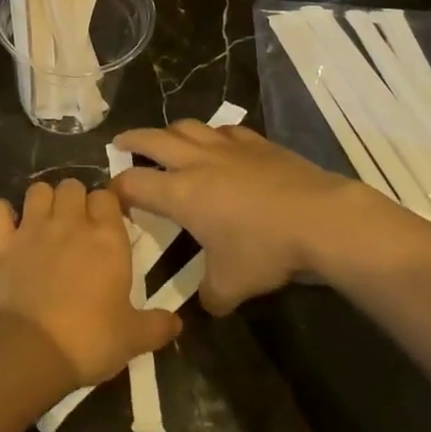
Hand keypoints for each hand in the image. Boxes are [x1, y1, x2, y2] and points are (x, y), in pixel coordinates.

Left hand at [0, 179, 181, 388]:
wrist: (33, 352)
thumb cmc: (89, 341)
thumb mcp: (133, 338)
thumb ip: (157, 326)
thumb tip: (177, 323)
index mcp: (106, 238)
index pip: (107, 197)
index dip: (106, 207)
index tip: (106, 226)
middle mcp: (70, 222)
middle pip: (72, 186)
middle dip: (74, 199)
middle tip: (76, 226)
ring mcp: (33, 228)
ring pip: (37, 189)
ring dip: (42, 201)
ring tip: (45, 223)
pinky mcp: (2, 242)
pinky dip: (0, 214)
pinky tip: (7, 229)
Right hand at [109, 121, 357, 314]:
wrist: (319, 218)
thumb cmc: (265, 250)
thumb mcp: (232, 286)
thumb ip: (211, 295)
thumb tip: (208, 305)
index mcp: (181, 193)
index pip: (134, 183)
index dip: (117, 189)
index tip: (111, 195)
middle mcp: (196, 162)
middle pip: (153, 139)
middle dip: (132, 140)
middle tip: (121, 143)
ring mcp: (227, 147)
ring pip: (188, 127)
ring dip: (171, 131)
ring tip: (167, 139)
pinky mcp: (256, 142)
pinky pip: (225, 130)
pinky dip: (213, 135)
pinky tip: (219, 143)